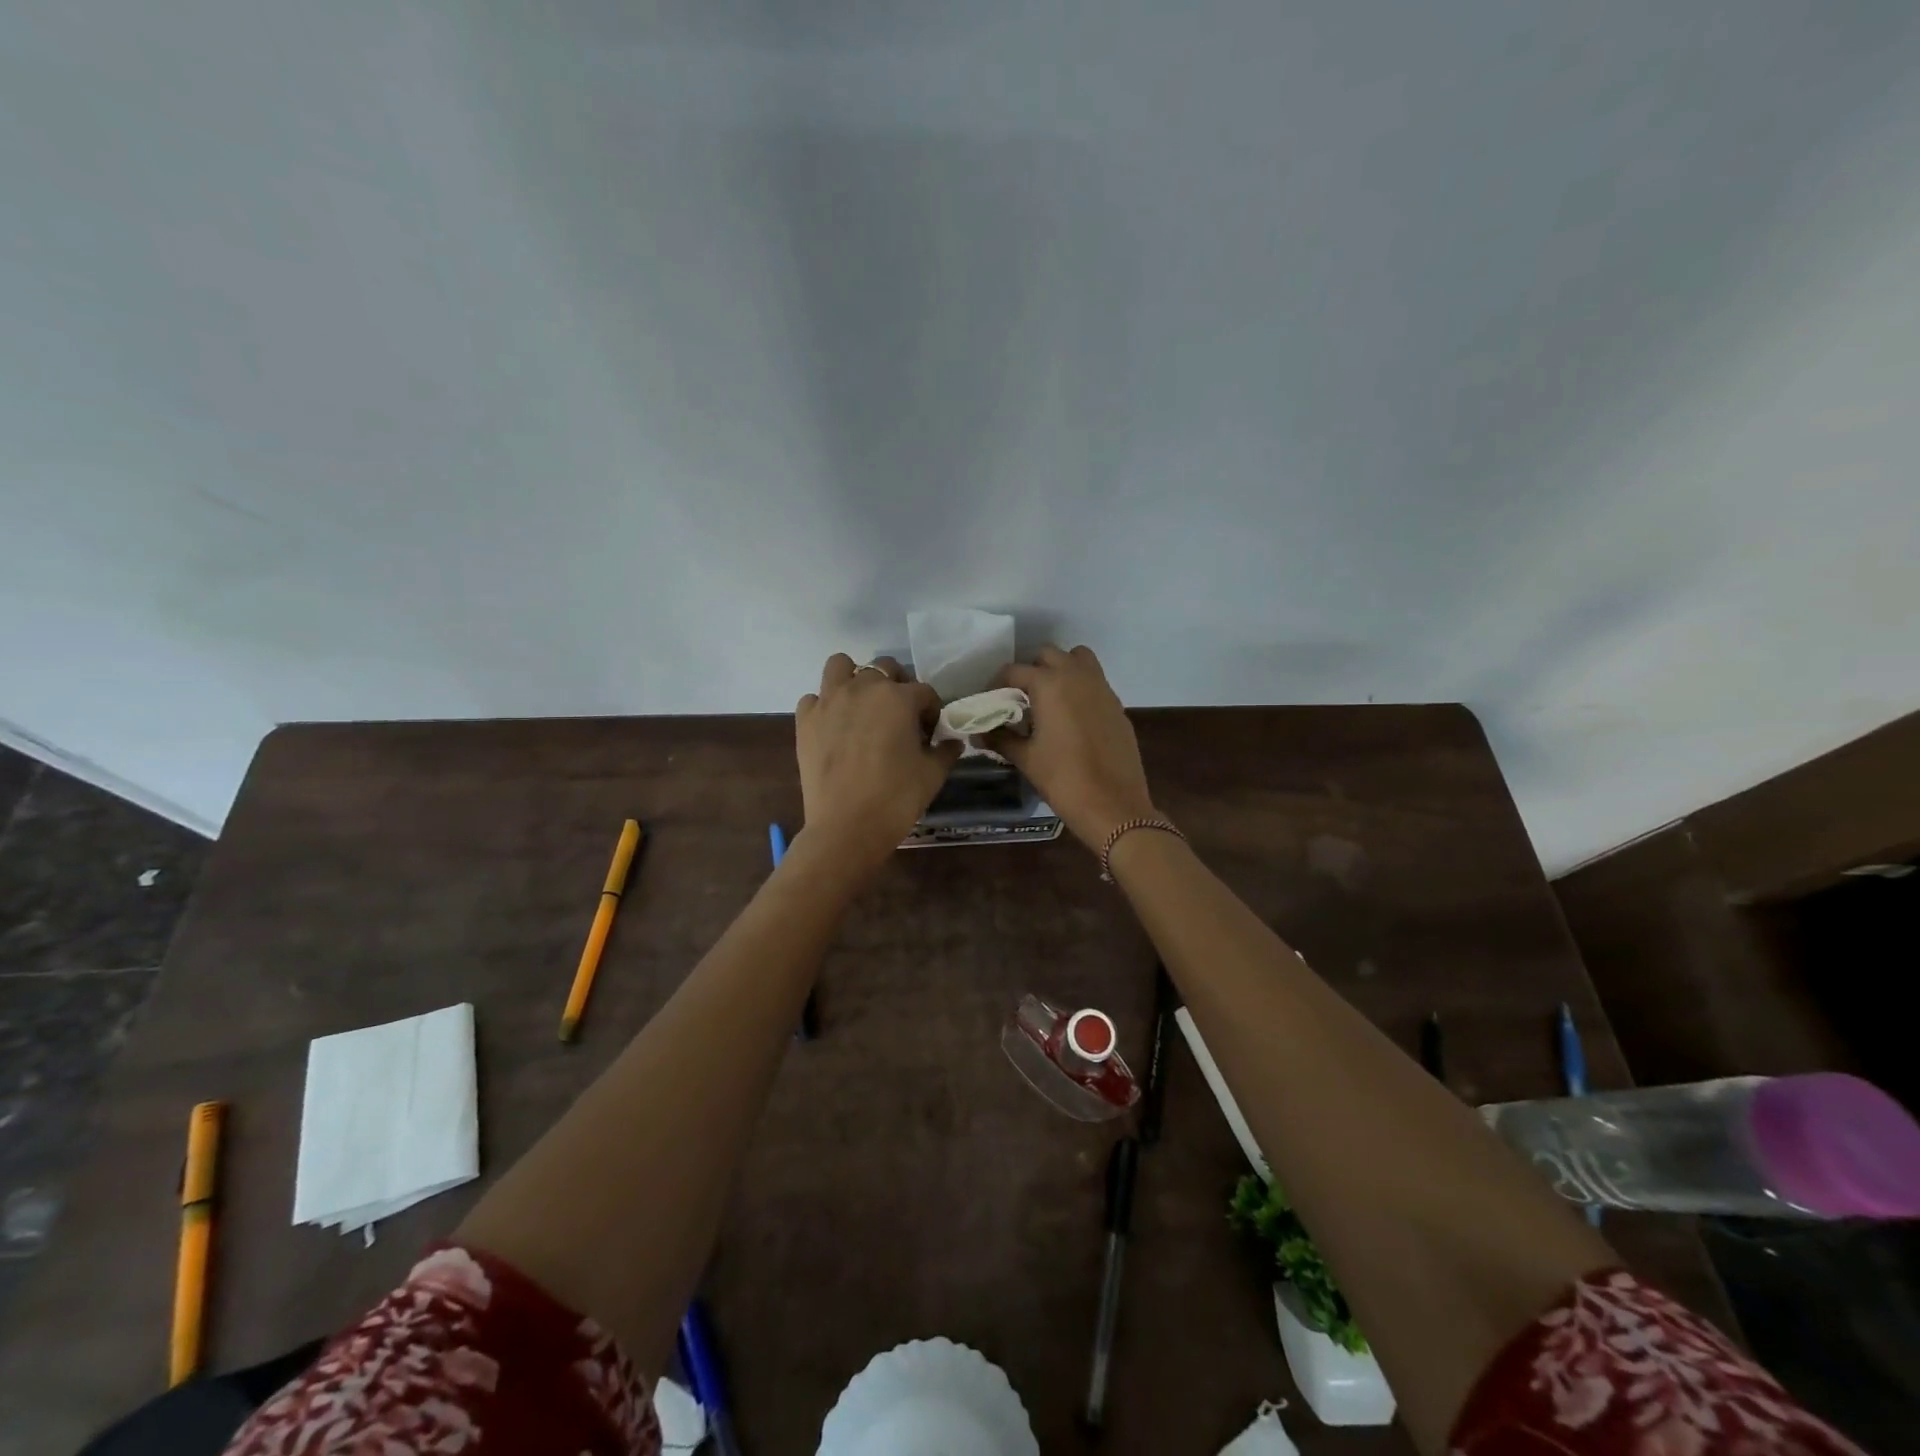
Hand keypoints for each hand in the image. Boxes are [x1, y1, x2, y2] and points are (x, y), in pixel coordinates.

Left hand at [796, 655, 961, 867]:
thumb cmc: (897, 798)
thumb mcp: (932, 775)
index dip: (931, 712)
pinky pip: (814, 698)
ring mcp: (829, 701)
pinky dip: (825, 706)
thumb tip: (953, 742)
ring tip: (862, 706)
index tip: (930, 734)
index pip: (924, 692)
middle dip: (896, 687)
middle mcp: (862, 688)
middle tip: (899, 717)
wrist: (847, 827)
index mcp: (898, 698)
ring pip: (841, 666)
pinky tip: (834, 728)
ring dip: (854, 678)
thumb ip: (945, 751)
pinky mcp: (805, 720)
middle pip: (884, 669)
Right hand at [987, 645, 1158, 849]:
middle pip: (1048, 655)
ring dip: (1061, 670)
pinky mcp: (1117, 705)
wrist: (1112, 804)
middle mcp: (1077, 676)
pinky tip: (1072, 720)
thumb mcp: (1025, 758)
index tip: (990, 701)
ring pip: (1078, 660)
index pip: (1014, 671)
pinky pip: (1095, 683)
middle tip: (1020, 698)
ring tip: (1049, 700)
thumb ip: (1000, 738)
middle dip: (1031, 671)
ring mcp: (1102, 688)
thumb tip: (978, 733)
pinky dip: (1081, 689)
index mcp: (1050, 684)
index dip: (997, 684)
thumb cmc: (1062, 778)